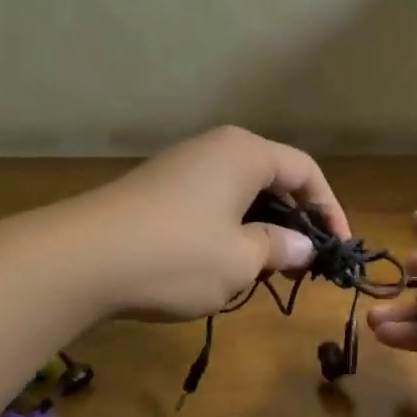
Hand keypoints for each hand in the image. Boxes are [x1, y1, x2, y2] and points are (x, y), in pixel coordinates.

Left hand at [67, 127, 348, 321]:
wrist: (77, 261)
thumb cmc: (176, 256)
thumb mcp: (240, 260)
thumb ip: (278, 248)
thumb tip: (301, 246)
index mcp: (245, 153)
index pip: (306, 172)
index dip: (330, 210)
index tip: (338, 249)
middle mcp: (216, 148)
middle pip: (274, 178)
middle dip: (295, 220)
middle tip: (305, 263)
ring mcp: (182, 166)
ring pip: (241, 193)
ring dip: (262, 228)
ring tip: (268, 268)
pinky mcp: (157, 189)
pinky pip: (212, 203)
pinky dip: (231, 229)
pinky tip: (225, 264)